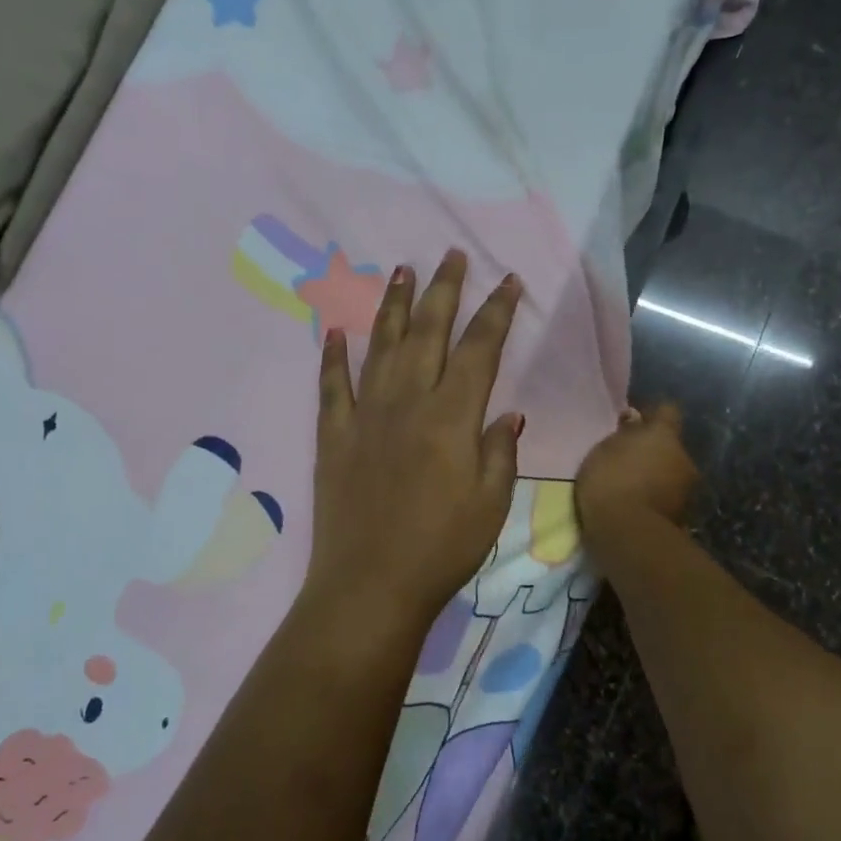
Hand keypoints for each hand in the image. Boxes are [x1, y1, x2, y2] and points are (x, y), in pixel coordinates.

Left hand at [303, 250, 523, 639]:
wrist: (370, 585)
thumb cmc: (442, 548)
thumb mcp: (492, 504)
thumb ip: (500, 452)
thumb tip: (508, 413)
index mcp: (451, 416)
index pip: (479, 350)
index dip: (496, 313)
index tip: (508, 282)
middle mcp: (407, 402)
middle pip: (429, 333)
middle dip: (445, 290)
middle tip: (452, 255)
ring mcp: (365, 415)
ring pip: (382, 346)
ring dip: (394, 306)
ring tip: (402, 271)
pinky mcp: (333, 435)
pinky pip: (332, 386)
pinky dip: (333, 357)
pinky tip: (335, 331)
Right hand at [575, 404, 699, 537]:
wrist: (627, 532)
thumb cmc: (610, 480)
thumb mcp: (605, 450)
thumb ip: (624, 434)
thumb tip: (635, 420)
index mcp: (664, 435)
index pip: (668, 410)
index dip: (654, 414)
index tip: (637, 421)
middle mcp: (684, 457)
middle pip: (671, 446)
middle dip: (655, 451)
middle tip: (630, 460)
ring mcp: (687, 488)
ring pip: (672, 473)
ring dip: (657, 476)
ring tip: (632, 488)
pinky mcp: (684, 515)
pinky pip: (668, 497)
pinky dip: (657, 498)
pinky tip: (638, 506)